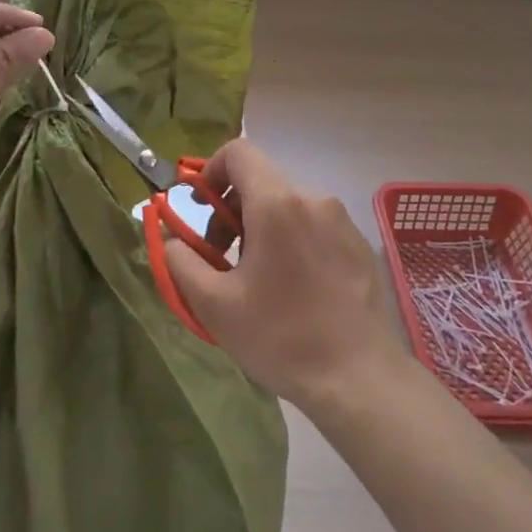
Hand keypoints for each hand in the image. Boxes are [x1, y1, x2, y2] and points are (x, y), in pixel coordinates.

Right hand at [161, 139, 411, 411]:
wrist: (358, 379)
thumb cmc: (280, 337)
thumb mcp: (213, 304)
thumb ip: (180, 260)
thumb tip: (171, 237)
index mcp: (277, 204)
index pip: (238, 152)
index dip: (211, 172)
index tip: (201, 211)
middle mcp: (313, 199)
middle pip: (261, 180)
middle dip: (231, 210)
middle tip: (221, 256)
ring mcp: (342, 221)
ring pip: (287, 204)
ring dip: (261, 227)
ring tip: (256, 277)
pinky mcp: (359, 245)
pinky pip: (314, 225)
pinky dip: (291, 240)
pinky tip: (293, 288)